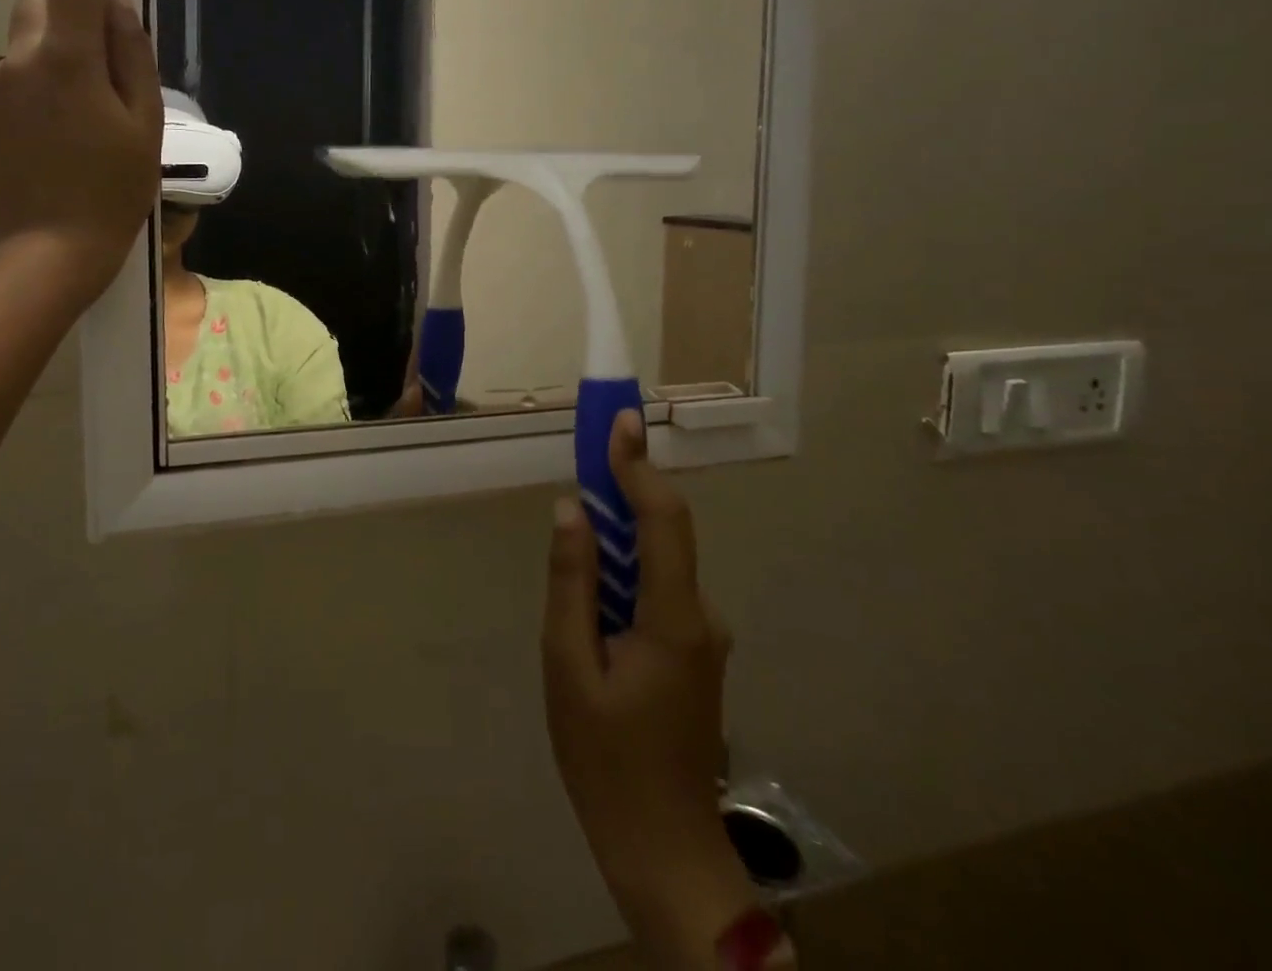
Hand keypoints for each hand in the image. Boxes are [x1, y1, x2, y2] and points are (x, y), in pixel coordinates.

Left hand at [0, 0, 162, 303]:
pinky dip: (35, 86)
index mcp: (66, 60)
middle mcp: (17, 62)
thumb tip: (116, 2)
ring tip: (83, 106)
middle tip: (103, 30)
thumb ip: (131, 55)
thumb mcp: (144, 124)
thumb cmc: (114, 191)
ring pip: (25, 43)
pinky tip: (55, 134)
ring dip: (54, 48)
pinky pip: (9, 81)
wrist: (51, 253)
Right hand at [543, 411, 755, 964]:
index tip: (619, 421)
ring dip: (617, 538)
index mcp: (674, 618)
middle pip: (663, 534)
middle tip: (581, 463)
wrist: (664, 850)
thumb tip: (572, 509)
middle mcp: (701, 616)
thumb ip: (571, 582)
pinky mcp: (694, 652)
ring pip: (657, 563)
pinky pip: (657, 590)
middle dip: (623, 492)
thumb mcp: (568, 666)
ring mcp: (703, 636)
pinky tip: (590, 604)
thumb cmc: (605, 759)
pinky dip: (624, 573)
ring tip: (572, 545)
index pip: (664, 519)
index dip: (639, 466)